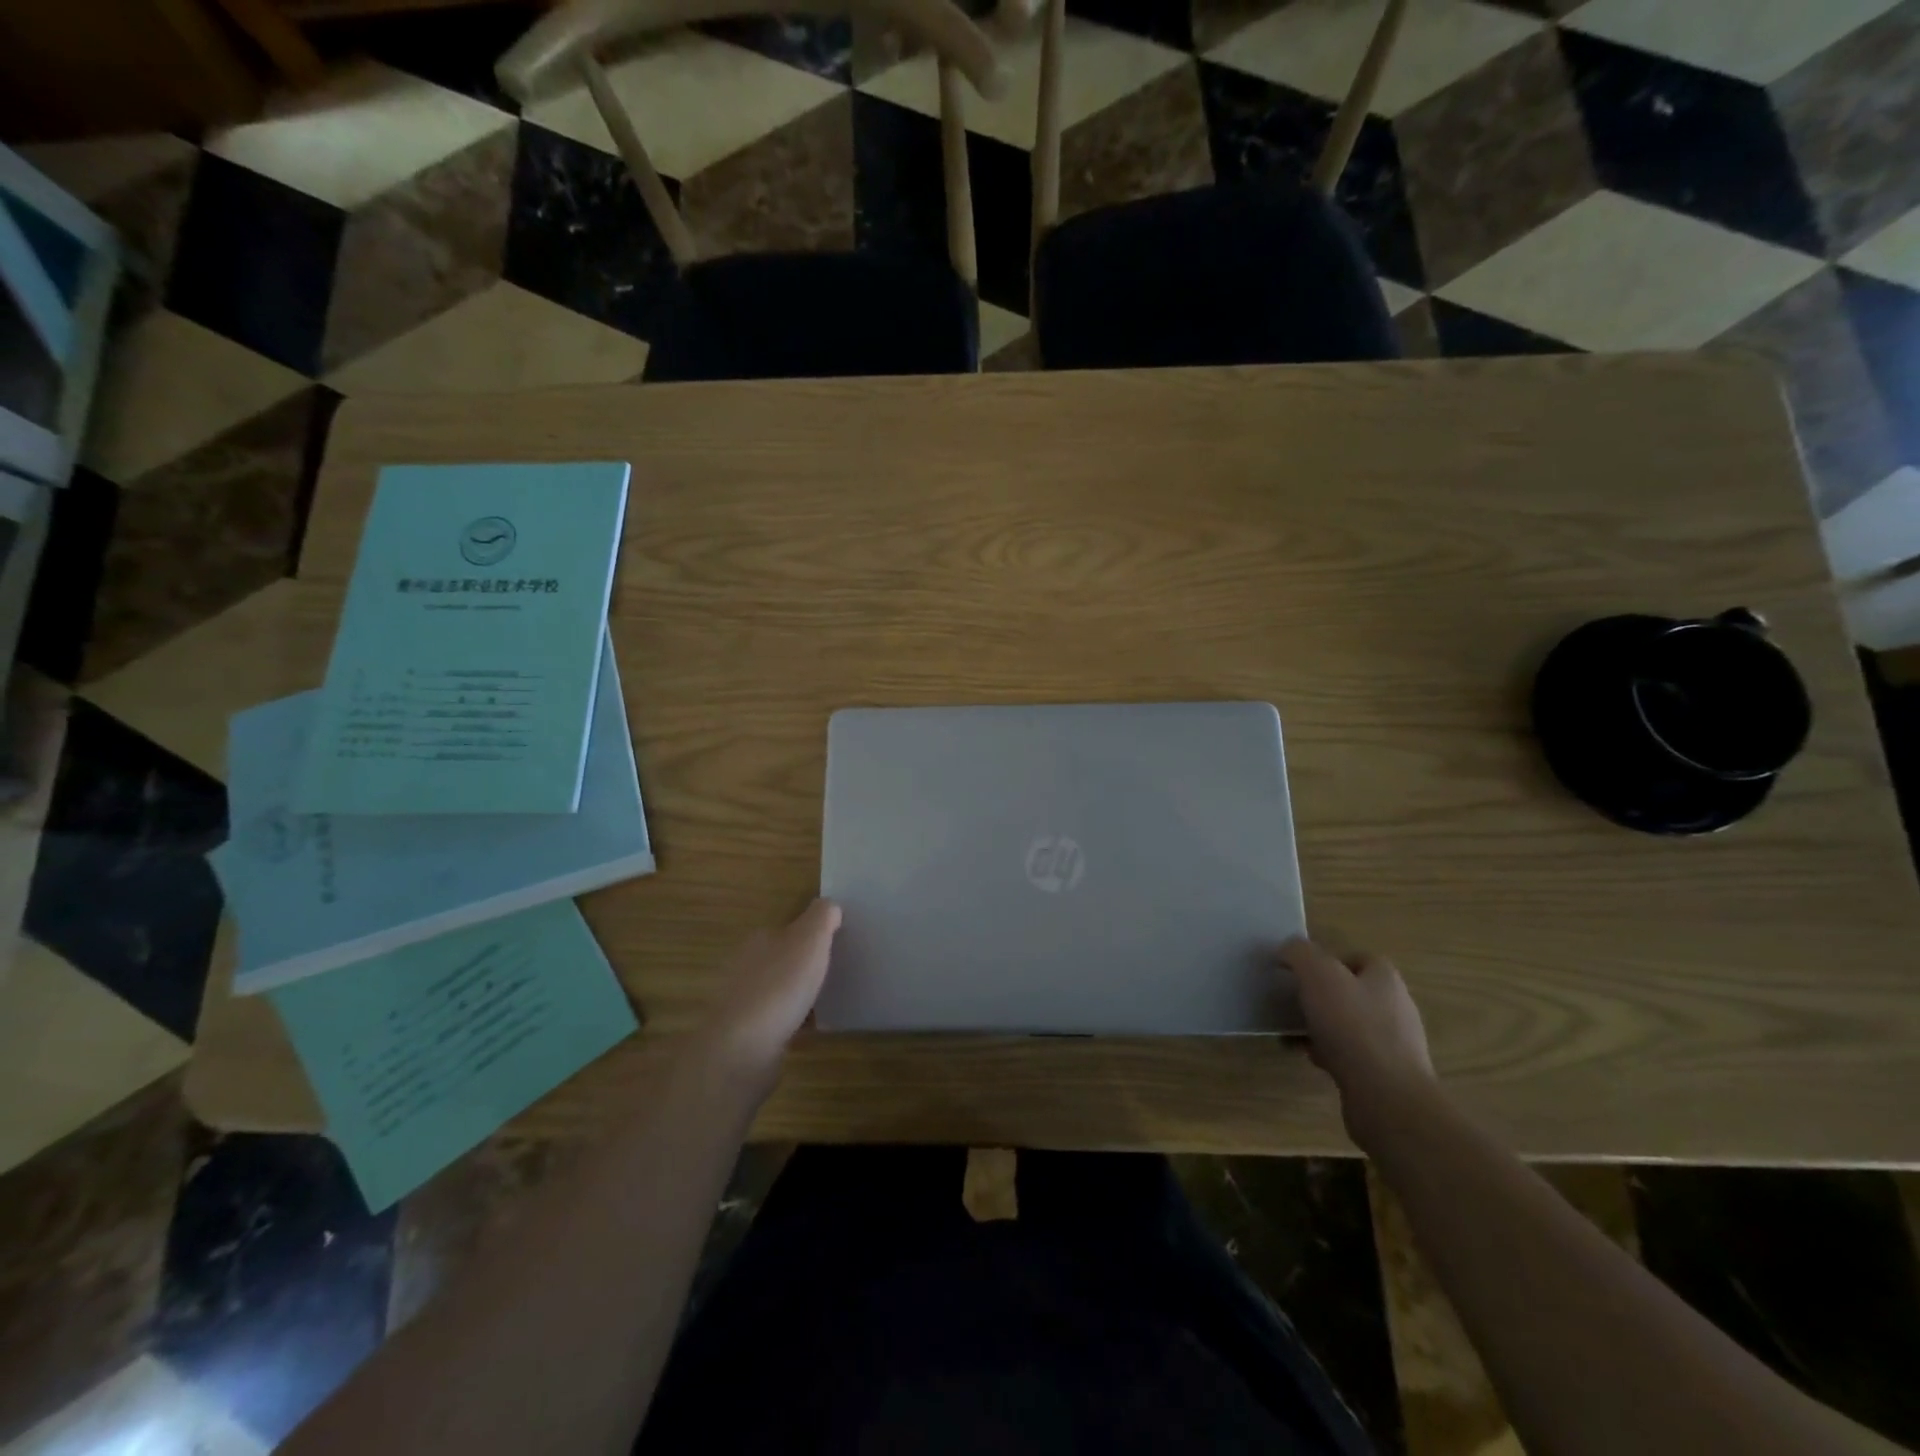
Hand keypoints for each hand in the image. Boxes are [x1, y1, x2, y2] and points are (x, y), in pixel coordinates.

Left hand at [698, 899, 841, 1083]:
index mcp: (758, 940)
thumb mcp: (810, 939)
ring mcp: (743, 1003)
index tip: (835, 944)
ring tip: (830, 1001)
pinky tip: (814, 1029)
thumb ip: (822, 917)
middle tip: (836, 971)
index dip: (811, 934)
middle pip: (781, 960)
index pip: (786, 929)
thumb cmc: (779, 986)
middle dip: (804, 965)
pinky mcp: (747, 1035)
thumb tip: (830, 906)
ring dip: (799, 995)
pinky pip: (778, 1021)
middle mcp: (745, 967)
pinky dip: (795, 1022)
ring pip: (779, 991)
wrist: (743, 1050)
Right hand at [1281, 938, 1435, 1146]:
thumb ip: (1300, 954)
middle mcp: (1395, 1007)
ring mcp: (1393, 1044)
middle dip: (1320, 995)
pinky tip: (1309, 1057)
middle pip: (1351, 992)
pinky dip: (1328, 1053)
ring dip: (1321, 1026)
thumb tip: (1288, 949)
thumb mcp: (1319, 975)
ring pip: (1348, 1025)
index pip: (1358, 957)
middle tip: (1292, 1000)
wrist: (1387, 1099)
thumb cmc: (1353, 1027)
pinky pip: (1350, 1055)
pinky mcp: (1385, 1075)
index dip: (1327, 960)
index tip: (1299, 972)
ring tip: (1293, 1031)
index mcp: (1385, 979)